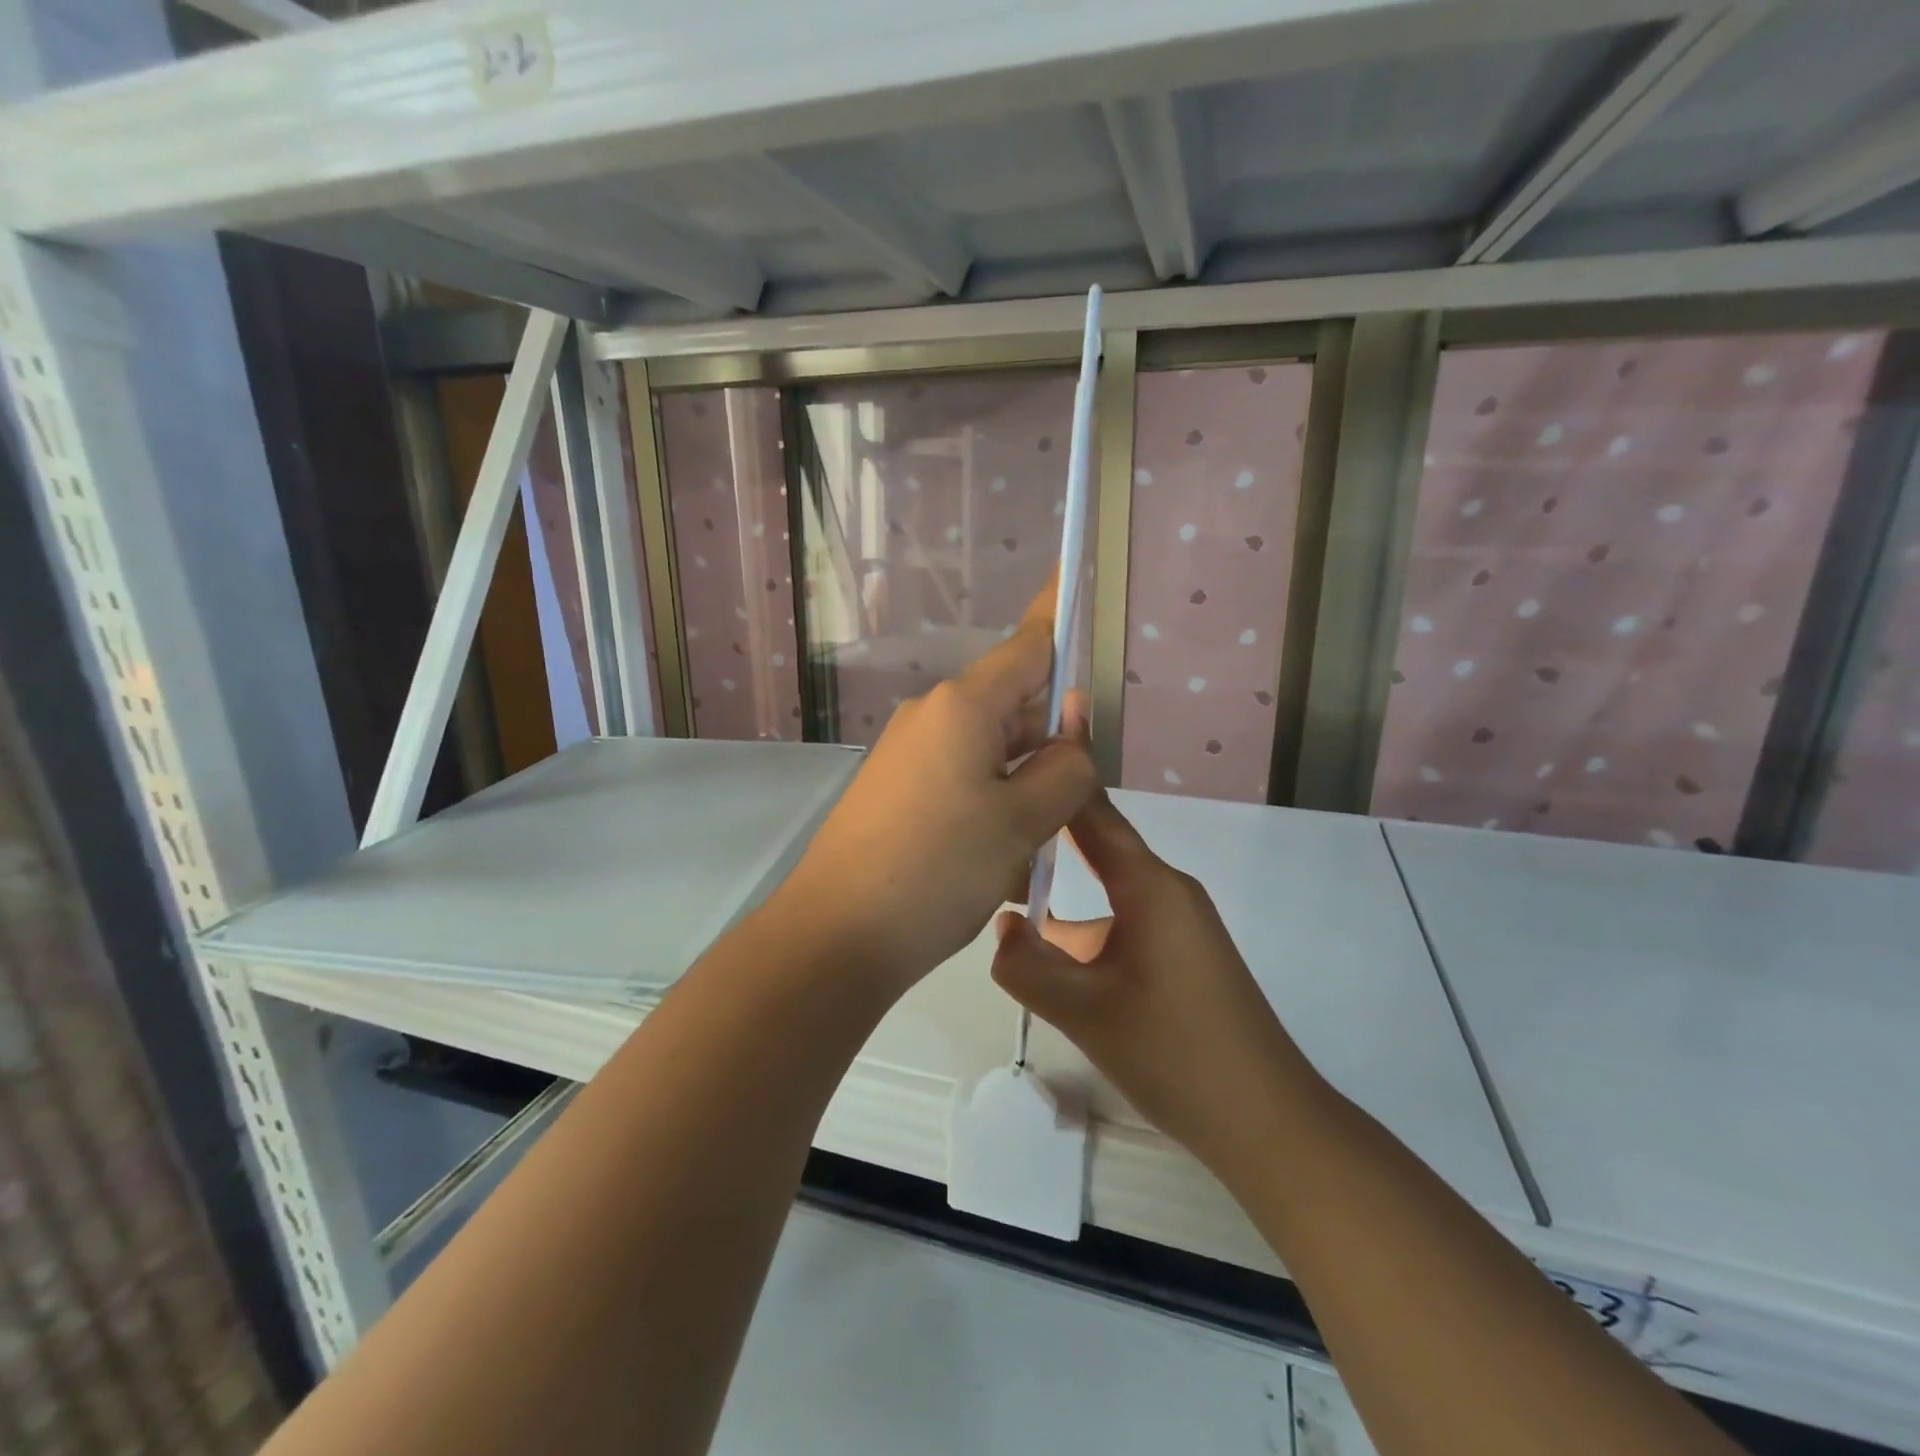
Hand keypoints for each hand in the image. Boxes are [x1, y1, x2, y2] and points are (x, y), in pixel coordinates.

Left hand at [779, 598, 1097, 994]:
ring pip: (991, 754)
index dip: (1058, 617)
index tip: (1076, 583)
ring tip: (1024, 855)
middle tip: (1068, 807)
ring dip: (1021, 791)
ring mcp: (908, 754)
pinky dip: (990, 811)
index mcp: (963, 706)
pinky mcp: (896, 791)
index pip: (1027, 645)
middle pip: (1014, 707)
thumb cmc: (936, 870)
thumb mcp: (1021, 822)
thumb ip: (1066, 767)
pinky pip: (961, 783)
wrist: (835, 936)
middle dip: (1050, 746)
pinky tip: (994, 867)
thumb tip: (1074, 730)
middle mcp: (932, 717)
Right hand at [989, 791, 1314, 1171]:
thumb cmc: (1174, 1053)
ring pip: (1107, 891)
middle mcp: (1168, 890)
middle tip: (988, 833)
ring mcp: (1179, 922)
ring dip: (1064, 892)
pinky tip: (1054, 956)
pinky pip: (1124, 920)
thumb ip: (1026, 964)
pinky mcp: (1182, 953)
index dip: (1057, 777)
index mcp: (1150, 886)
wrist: (1267, 1122)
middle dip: (1045, 838)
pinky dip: (1086, 928)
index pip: (1093, 813)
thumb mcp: (1084, 1011)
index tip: (1013, 752)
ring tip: (1005, 894)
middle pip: (1097, 847)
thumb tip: (999, 925)